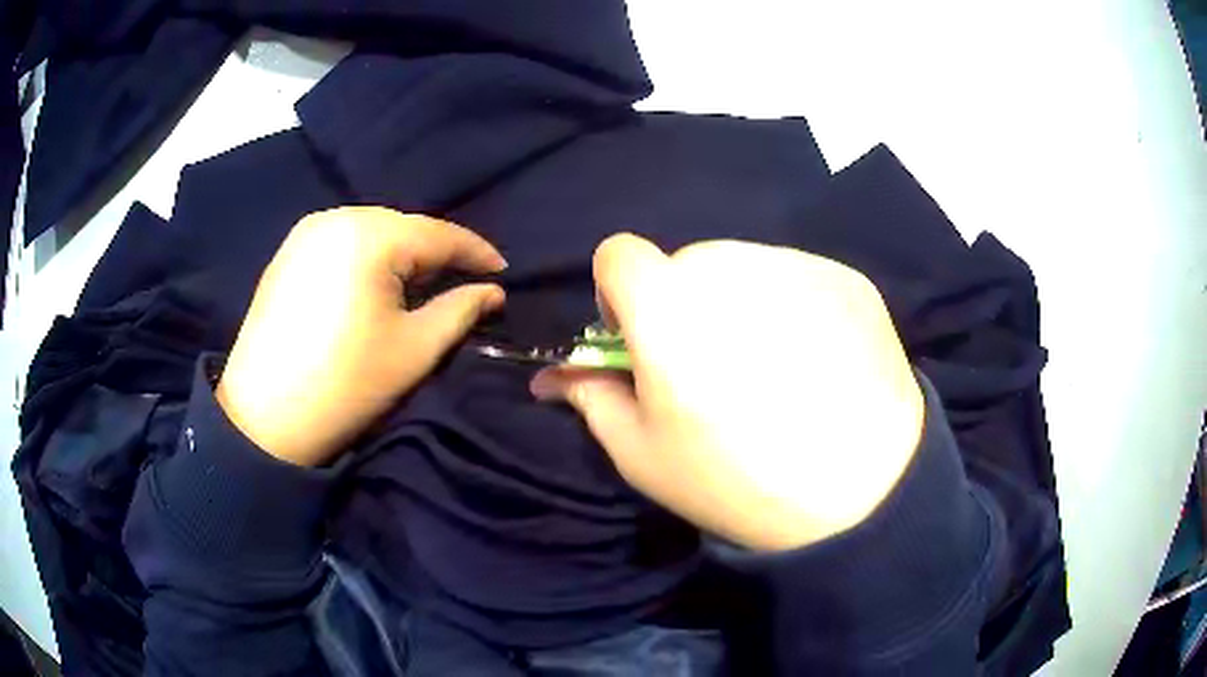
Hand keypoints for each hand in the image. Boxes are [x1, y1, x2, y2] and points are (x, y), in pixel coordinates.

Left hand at [216, 208, 505, 466]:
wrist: (263, 417)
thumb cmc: (345, 385)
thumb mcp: (415, 350)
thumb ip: (460, 310)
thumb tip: (492, 292)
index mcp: (369, 236)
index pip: (438, 233)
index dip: (475, 252)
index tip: (502, 271)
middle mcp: (336, 218)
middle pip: (403, 227)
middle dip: (436, 253)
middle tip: (461, 282)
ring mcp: (305, 232)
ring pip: (371, 231)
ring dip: (400, 255)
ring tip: (420, 283)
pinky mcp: (287, 251)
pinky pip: (342, 241)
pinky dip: (367, 257)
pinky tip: (373, 283)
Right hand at [531, 234, 922, 550]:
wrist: (866, 495)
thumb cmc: (738, 482)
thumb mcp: (643, 455)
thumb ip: (592, 398)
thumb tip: (555, 375)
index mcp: (669, 307)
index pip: (618, 253)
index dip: (619, 293)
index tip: (643, 341)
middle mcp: (732, 267)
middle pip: (685, 263)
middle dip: (683, 304)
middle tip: (715, 370)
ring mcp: (798, 266)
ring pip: (743, 267)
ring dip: (739, 303)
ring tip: (773, 369)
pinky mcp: (847, 279)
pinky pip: (798, 278)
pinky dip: (793, 307)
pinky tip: (817, 363)